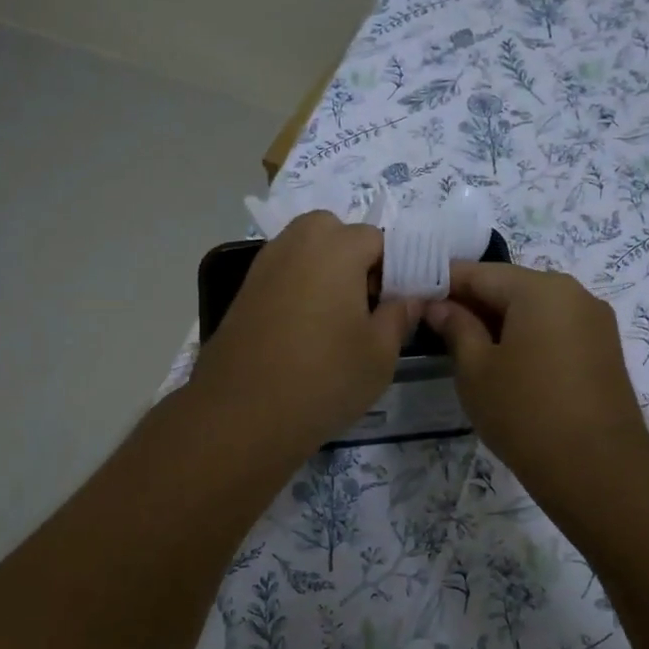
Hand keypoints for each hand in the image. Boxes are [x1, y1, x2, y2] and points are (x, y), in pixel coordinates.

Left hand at [189, 212, 419, 461]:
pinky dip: (298, 288)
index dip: (392, 270)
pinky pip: (283, 274)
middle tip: (363, 307)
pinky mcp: (244, 290)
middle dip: (354, 259)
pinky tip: (303, 331)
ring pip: (306, 251)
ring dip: (325, 272)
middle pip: (335, 233)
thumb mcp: (379, 355)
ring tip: (334, 322)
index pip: (378, 239)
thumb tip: (408, 299)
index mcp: (336, 247)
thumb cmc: (322, 379)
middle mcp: (296, 243)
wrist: (241, 414)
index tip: (393, 306)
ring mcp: (264, 265)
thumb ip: (399, 316)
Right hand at [427, 262, 648, 503]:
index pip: (479, 272)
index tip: (413, 296)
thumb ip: (455, 327)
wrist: (597, 469)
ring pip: (533, 308)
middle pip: (510, 286)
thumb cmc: (524, 412)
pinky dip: (525, 336)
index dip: (442, 282)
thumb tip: (439, 306)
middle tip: (433, 323)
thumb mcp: (475, 369)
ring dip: (498, 320)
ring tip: (464, 344)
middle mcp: (574, 293)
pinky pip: (554, 328)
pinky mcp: (603, 349)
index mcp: (540, 288)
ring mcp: (594, 321)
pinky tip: (502, 360)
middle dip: (471, 301)